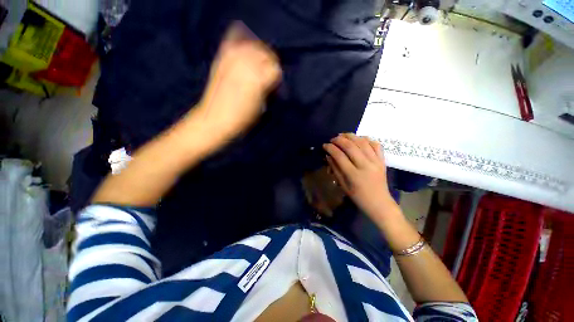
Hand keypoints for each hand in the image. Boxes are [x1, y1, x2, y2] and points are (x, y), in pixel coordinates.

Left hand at [193, 22, 281, 140]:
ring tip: (258, 61)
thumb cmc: (242, 119)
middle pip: (266, 54)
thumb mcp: (261, 107)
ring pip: (252, 45)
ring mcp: (232, 60)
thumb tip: (272, 80)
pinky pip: (232, 43)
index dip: (278, 76)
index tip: (276, 85)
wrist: (215, 119)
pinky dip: (239, 39)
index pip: (276, 68)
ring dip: (258, 51)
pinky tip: (242, 43)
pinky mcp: (221, 60)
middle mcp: (246, 64)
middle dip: (270, 63)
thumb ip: (268, 89)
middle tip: (269, 73)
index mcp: (258, 79)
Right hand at [323, 133, 398, 220]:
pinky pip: (376, 145)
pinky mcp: (382, 160)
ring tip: (343, 135)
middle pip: (350, 146)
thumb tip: (328, 156)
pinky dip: (367, 139)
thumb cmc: (358, 197)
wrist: (380, 203)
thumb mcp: (343, 185)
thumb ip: (335, 169)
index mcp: (354, 175)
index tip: (325, 145)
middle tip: (333, 139)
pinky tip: (359, 139)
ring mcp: (376, 162)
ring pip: (363, 142)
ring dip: (351, 136)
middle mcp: (365, 165)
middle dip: (339, 140)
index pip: (339, 156)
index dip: (330, 148)